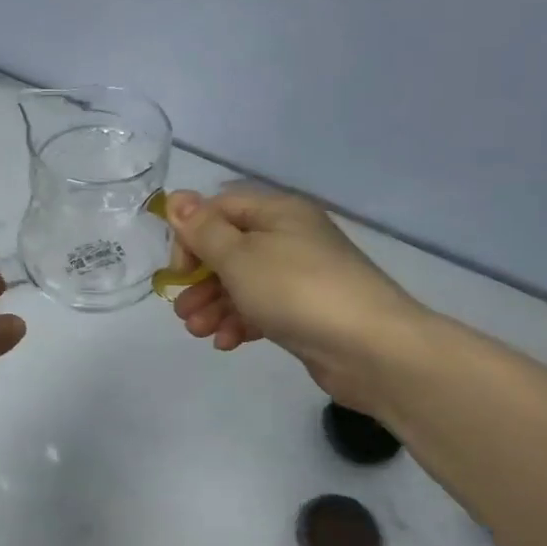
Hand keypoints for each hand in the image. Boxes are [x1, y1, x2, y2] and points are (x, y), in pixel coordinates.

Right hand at [164, 187, 429, 410]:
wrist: (370, 348)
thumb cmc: (295, 291)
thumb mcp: (239, 256)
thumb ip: (203, 230)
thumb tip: (176, 197)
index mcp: (278, 213)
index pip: (220, 208)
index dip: (191, 234)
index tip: (178, 269)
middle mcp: (290, 238)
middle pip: (229, 249)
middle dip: (199, 279)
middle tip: (181, 309)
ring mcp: (301, 276)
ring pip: (243, 283)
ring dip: (214, 305)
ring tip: (197, 332)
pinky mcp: (307, 312)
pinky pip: (263, 309)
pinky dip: (240, 322)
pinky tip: (226, 343)